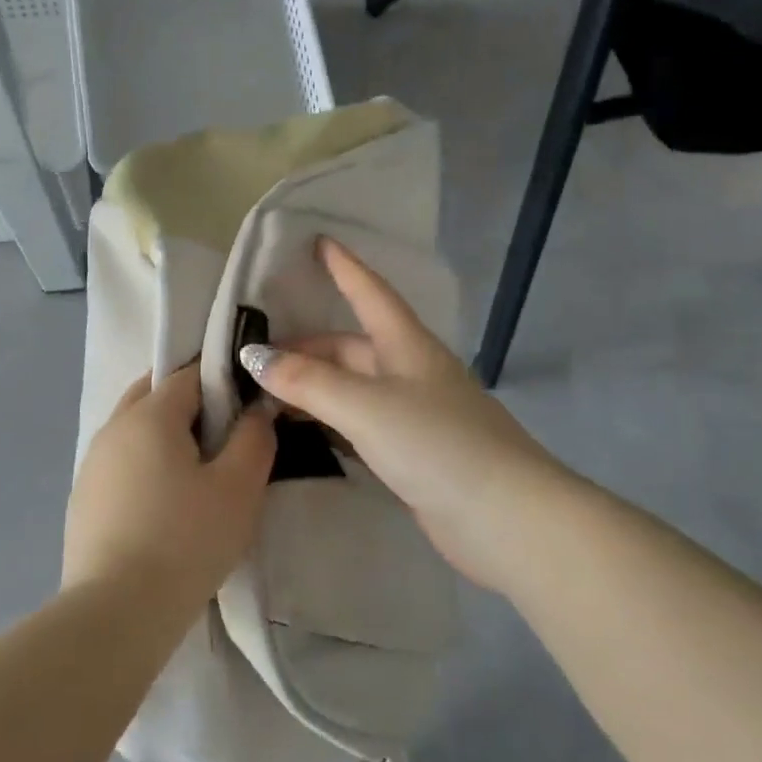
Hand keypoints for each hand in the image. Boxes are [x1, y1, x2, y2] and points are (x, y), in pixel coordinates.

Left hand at [62, 365, 275, 607]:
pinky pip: (120, 463)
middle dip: (189, 404)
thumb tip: (255, 410)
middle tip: (222, 440)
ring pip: (134, 429)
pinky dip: (143, 467)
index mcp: (149, 414)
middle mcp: (113, 427)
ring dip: (164, 437)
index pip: (188, 374)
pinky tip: (162, 506)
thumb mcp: (239, 488)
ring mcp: (91, 463)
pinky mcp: (82, 498)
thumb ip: (254, 438)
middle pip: (154, 394)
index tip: (245, 410)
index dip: (221, 383)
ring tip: (196, 476)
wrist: (116, 612)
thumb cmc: (185, 541)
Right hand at [239, 238, 573, 587]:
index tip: (318, 241)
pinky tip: (302, 432)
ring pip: (351, 388)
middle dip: (305, 348)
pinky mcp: (413, 453)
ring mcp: (413, 414)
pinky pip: (358, 424)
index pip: (369, 292)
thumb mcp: (365, 405)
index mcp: (406, 345)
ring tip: (265, 395)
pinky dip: (328, 422)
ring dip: (312, 388)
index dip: (344, 266)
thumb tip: (254, 357)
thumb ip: (308, 381)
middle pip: (350, 347)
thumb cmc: (437, 444)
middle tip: (254, 359)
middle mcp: (410, 372)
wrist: (507, 520)